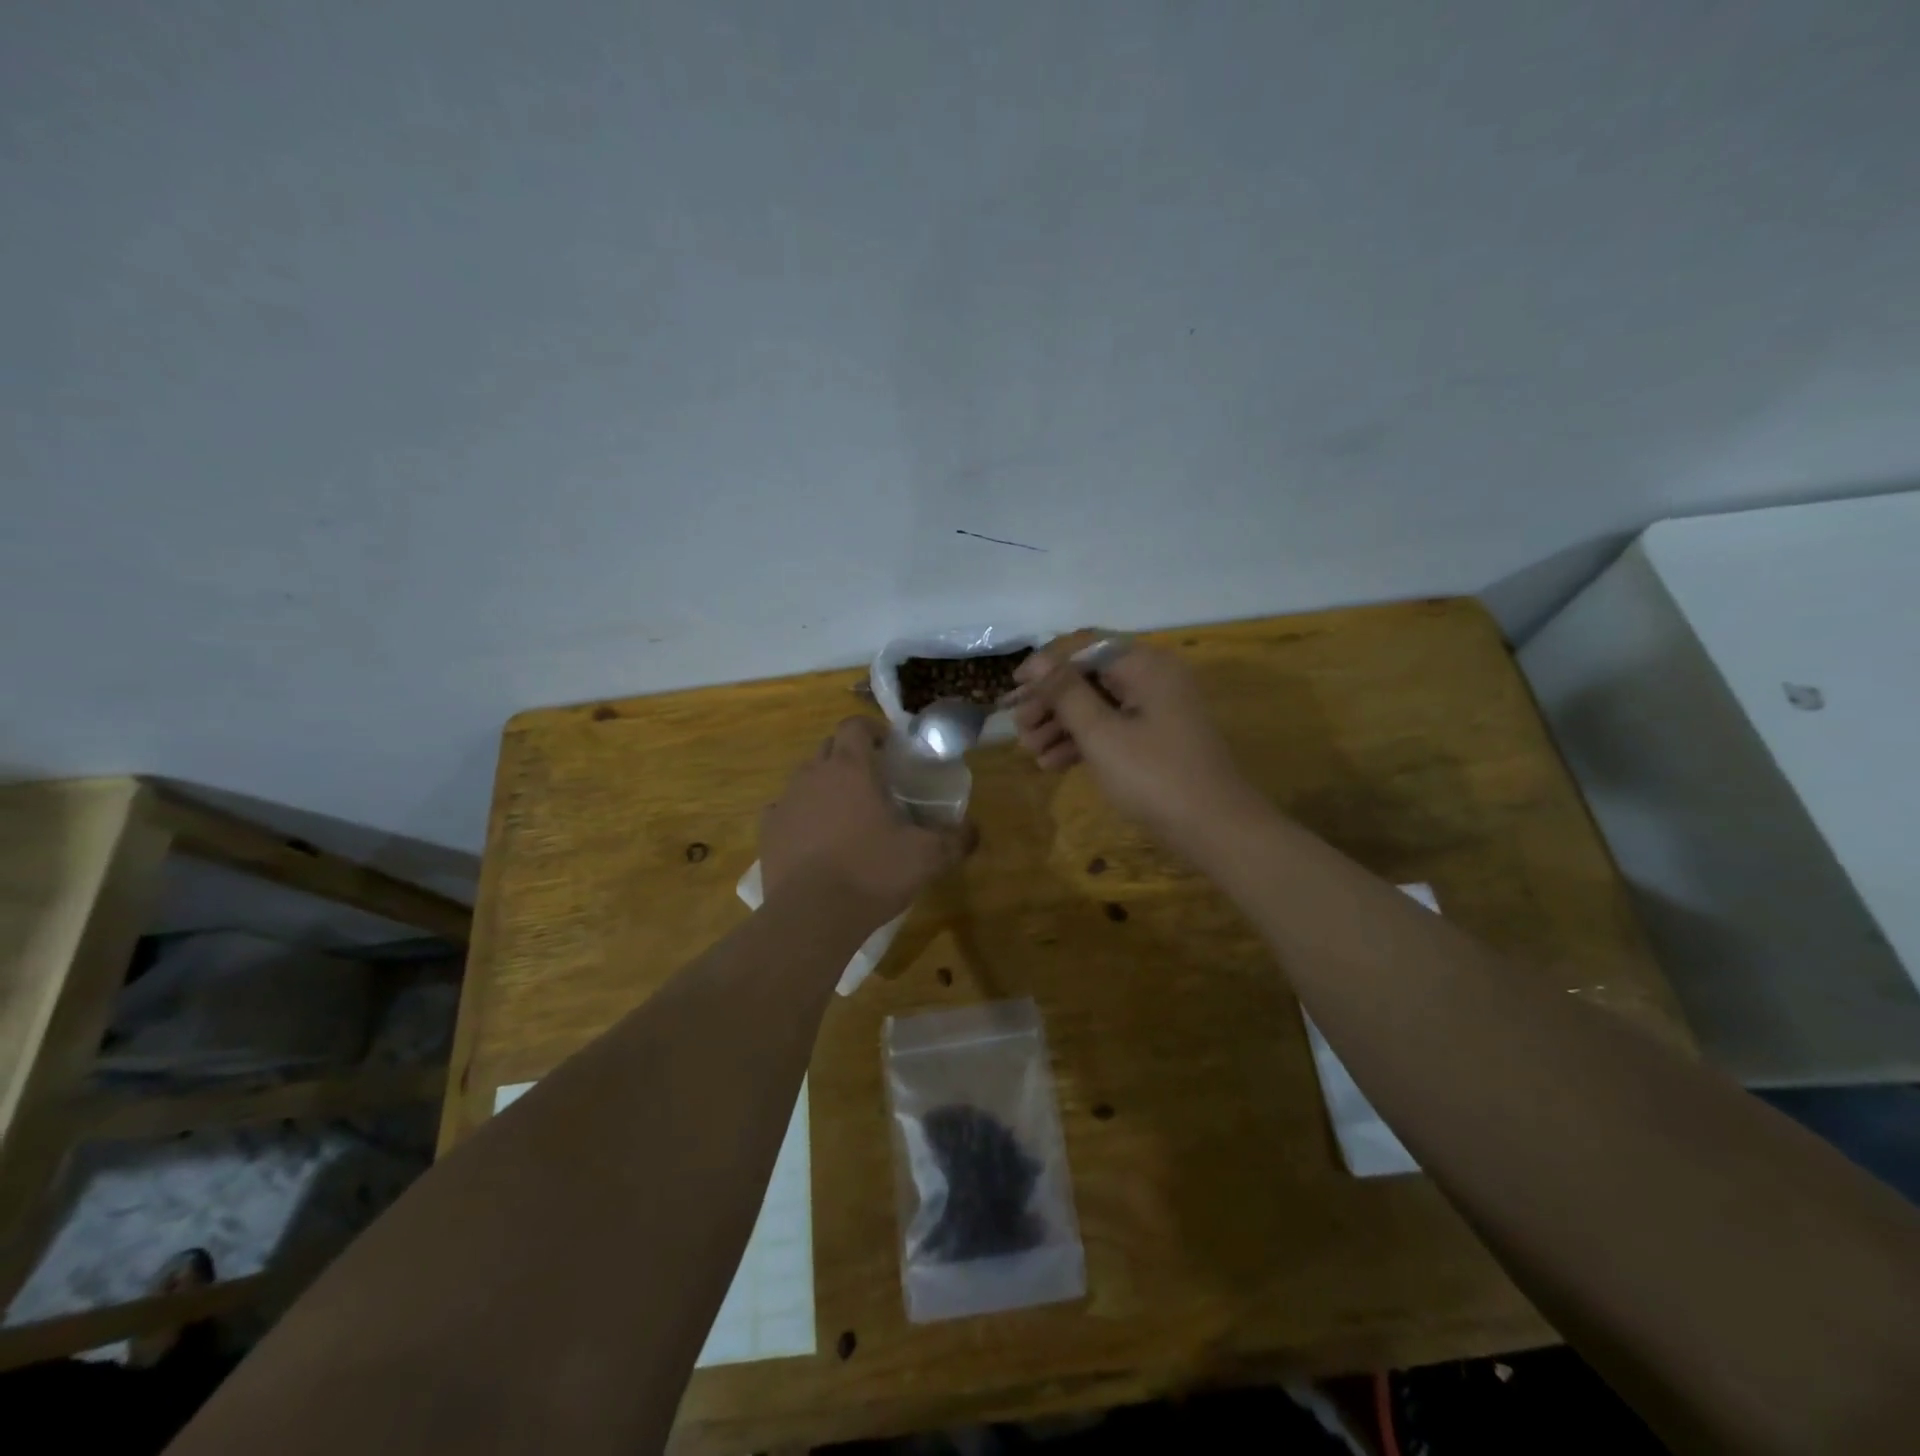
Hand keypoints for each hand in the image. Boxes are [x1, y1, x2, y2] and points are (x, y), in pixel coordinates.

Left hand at [760, 717, 973, 922]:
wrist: (812, 916)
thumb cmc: (872, 873)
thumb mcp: (926, 857)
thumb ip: (955, 839)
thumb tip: (973, 831)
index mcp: (851, 768)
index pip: (854, 725)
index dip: (871, 730)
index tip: (888, 748)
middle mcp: (813, 774)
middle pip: (829, 747)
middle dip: (850, 756)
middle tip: (873, 781)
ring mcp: (786, 801)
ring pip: (806, 777)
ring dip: (825, 785)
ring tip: (845, 813)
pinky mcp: (768, 831)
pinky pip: (785, 810)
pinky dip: (801, 815)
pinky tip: (815, 839)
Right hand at [1007, 631, 1255, 845]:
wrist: (1214, 828)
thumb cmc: (1154, 776)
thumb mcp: (1101, 734)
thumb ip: (1066, 693)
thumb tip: (1038, 662)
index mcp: (1145, 666)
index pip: (1085, 647)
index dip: (1046, 664)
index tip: (1014, 687)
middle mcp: (1152, 679)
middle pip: (1089, 677)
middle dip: (1050, 701)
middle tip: (1019, 727)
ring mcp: (1156, 710)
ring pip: (1097, 705)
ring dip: (1061, 725)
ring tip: (1030, 751)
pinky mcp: (1155, 739)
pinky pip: (1112, 728)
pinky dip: (1083, 742)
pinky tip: (1052, 764)